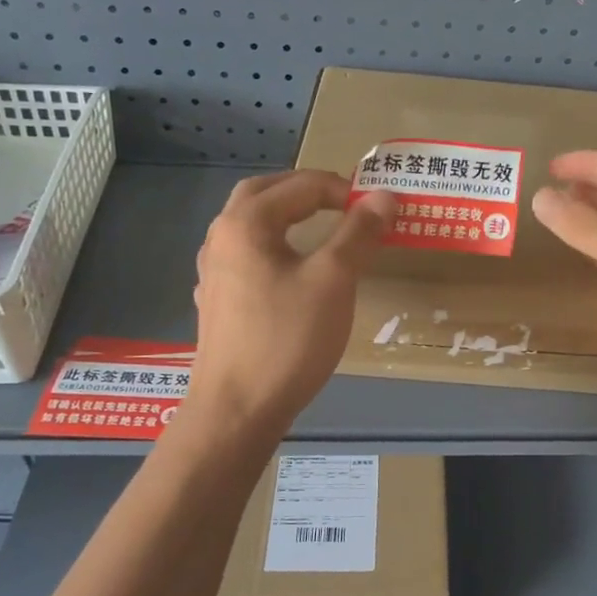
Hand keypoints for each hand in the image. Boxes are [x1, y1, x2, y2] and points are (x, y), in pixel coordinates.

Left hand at [184, 171, 395, 436]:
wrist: (237, 410)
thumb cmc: (287, 339)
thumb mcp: (333, 281)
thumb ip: (358, 233)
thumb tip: (383, 195)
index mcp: (246, 223)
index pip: (302, 185)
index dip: (345, 190)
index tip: (381, 209)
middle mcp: (221, 238)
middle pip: (264, 193)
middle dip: (306, 190)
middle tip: (344, 202)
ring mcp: (213, 271)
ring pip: (250, 225)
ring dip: (285, 215)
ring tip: (321, 228)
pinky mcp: (217, 301)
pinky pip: (246, 256)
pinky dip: (273, 247)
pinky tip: (290, 270)